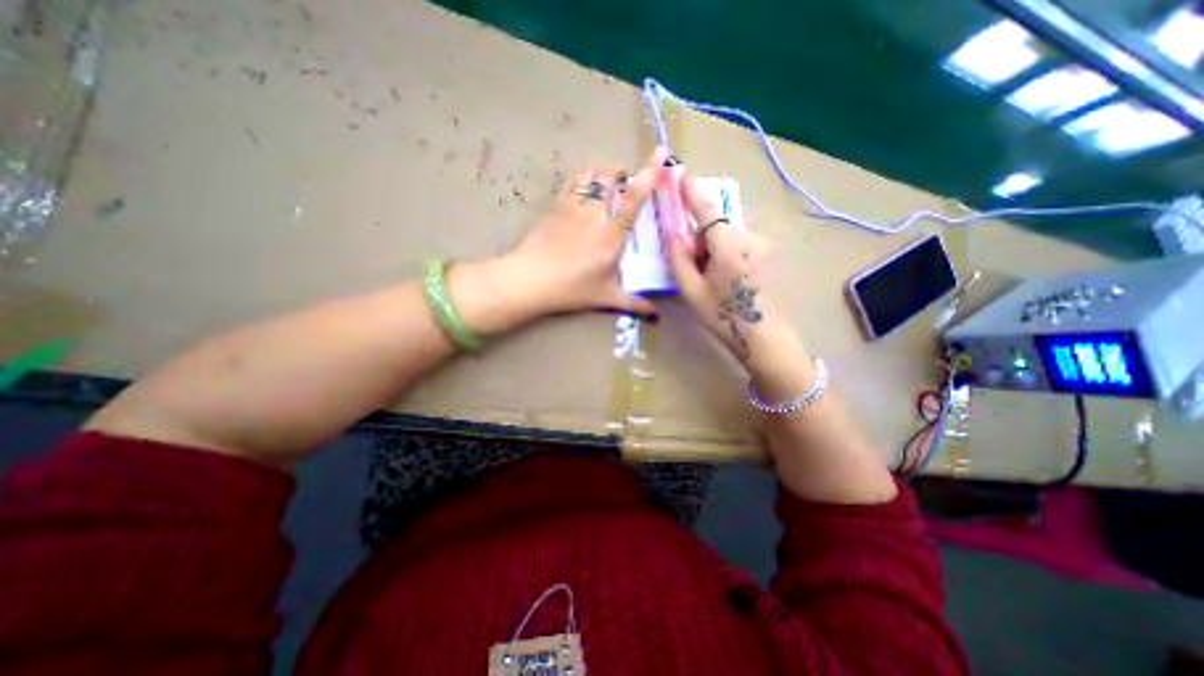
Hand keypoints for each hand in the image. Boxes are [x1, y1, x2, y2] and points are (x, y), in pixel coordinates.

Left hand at [502, 151, 661, 320]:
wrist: (529, 280)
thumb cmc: (571, 289)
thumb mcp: (605, 298)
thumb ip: (633, 304)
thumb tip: (655, 315)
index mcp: (611, 235)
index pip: (633, 198)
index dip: (649, 173)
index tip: (660, 154)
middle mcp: (594, 214)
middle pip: (609, 176)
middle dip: (622, 171)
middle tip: (627, 181)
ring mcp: (572, 206)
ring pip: (590, 173)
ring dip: (602, 170)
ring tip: (608, 180)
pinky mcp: (555, 206)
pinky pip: (572, 181)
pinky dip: (583, 177)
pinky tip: (585, 187)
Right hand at [658, 175, 769, 361]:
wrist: (764, 336)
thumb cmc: (724, 315)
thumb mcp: (692, 290)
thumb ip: (679, 258)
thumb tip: (673, 233)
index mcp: (728, 244)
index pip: (706, 209)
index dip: (691, 192)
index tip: (680, 173)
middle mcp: (748, 237)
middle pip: (716, 225)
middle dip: (699, 236)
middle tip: (691, 264)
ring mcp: (761, 245)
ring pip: (727, 235)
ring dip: (712, 247)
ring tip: (709, 277)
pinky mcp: (766, 253)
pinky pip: (738, 243)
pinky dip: (724, 252)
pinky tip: (724, 278)